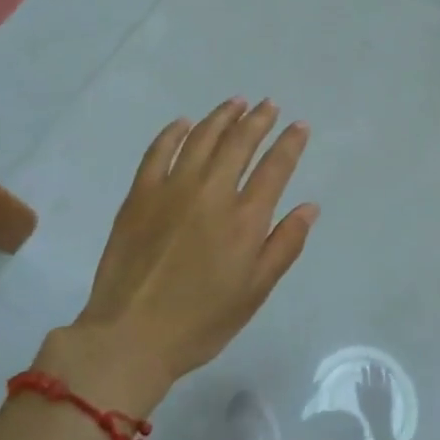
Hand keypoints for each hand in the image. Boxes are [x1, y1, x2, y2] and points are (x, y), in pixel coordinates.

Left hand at [37, 98, 316, 412]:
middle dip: (258, 119)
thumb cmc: (201, 321)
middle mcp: (212, 192)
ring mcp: (172, 189)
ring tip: (236, 103)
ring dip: (222, 116)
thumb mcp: (255, 292)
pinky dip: (174, 133)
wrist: (130, 336)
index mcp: (244, 219)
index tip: (300, 125)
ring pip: (202, 138)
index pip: (275, 167)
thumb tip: (309, 207)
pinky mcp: (140, 194)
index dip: (290, 143)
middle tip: (269, 105)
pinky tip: (183, 123)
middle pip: (240, 142)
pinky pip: (158, 151)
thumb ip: (284, 245)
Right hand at [355, 361, 393, 430]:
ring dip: (380, 370)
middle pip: (373, 375)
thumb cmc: (369, 414)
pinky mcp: (389, 392)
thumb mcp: (360, 403)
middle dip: (373, 368)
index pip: (365, 377)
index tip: (364, 365)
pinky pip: (389, 382)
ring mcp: (382, 390)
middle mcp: (374, 388)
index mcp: (366, 390)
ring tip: (380, 365)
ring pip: (381, 377)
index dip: (365, 371)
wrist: (380, 422)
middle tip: (373, 362)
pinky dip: (388, 376)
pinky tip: (388, 372)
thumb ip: (358, 392)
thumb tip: (357, 382)